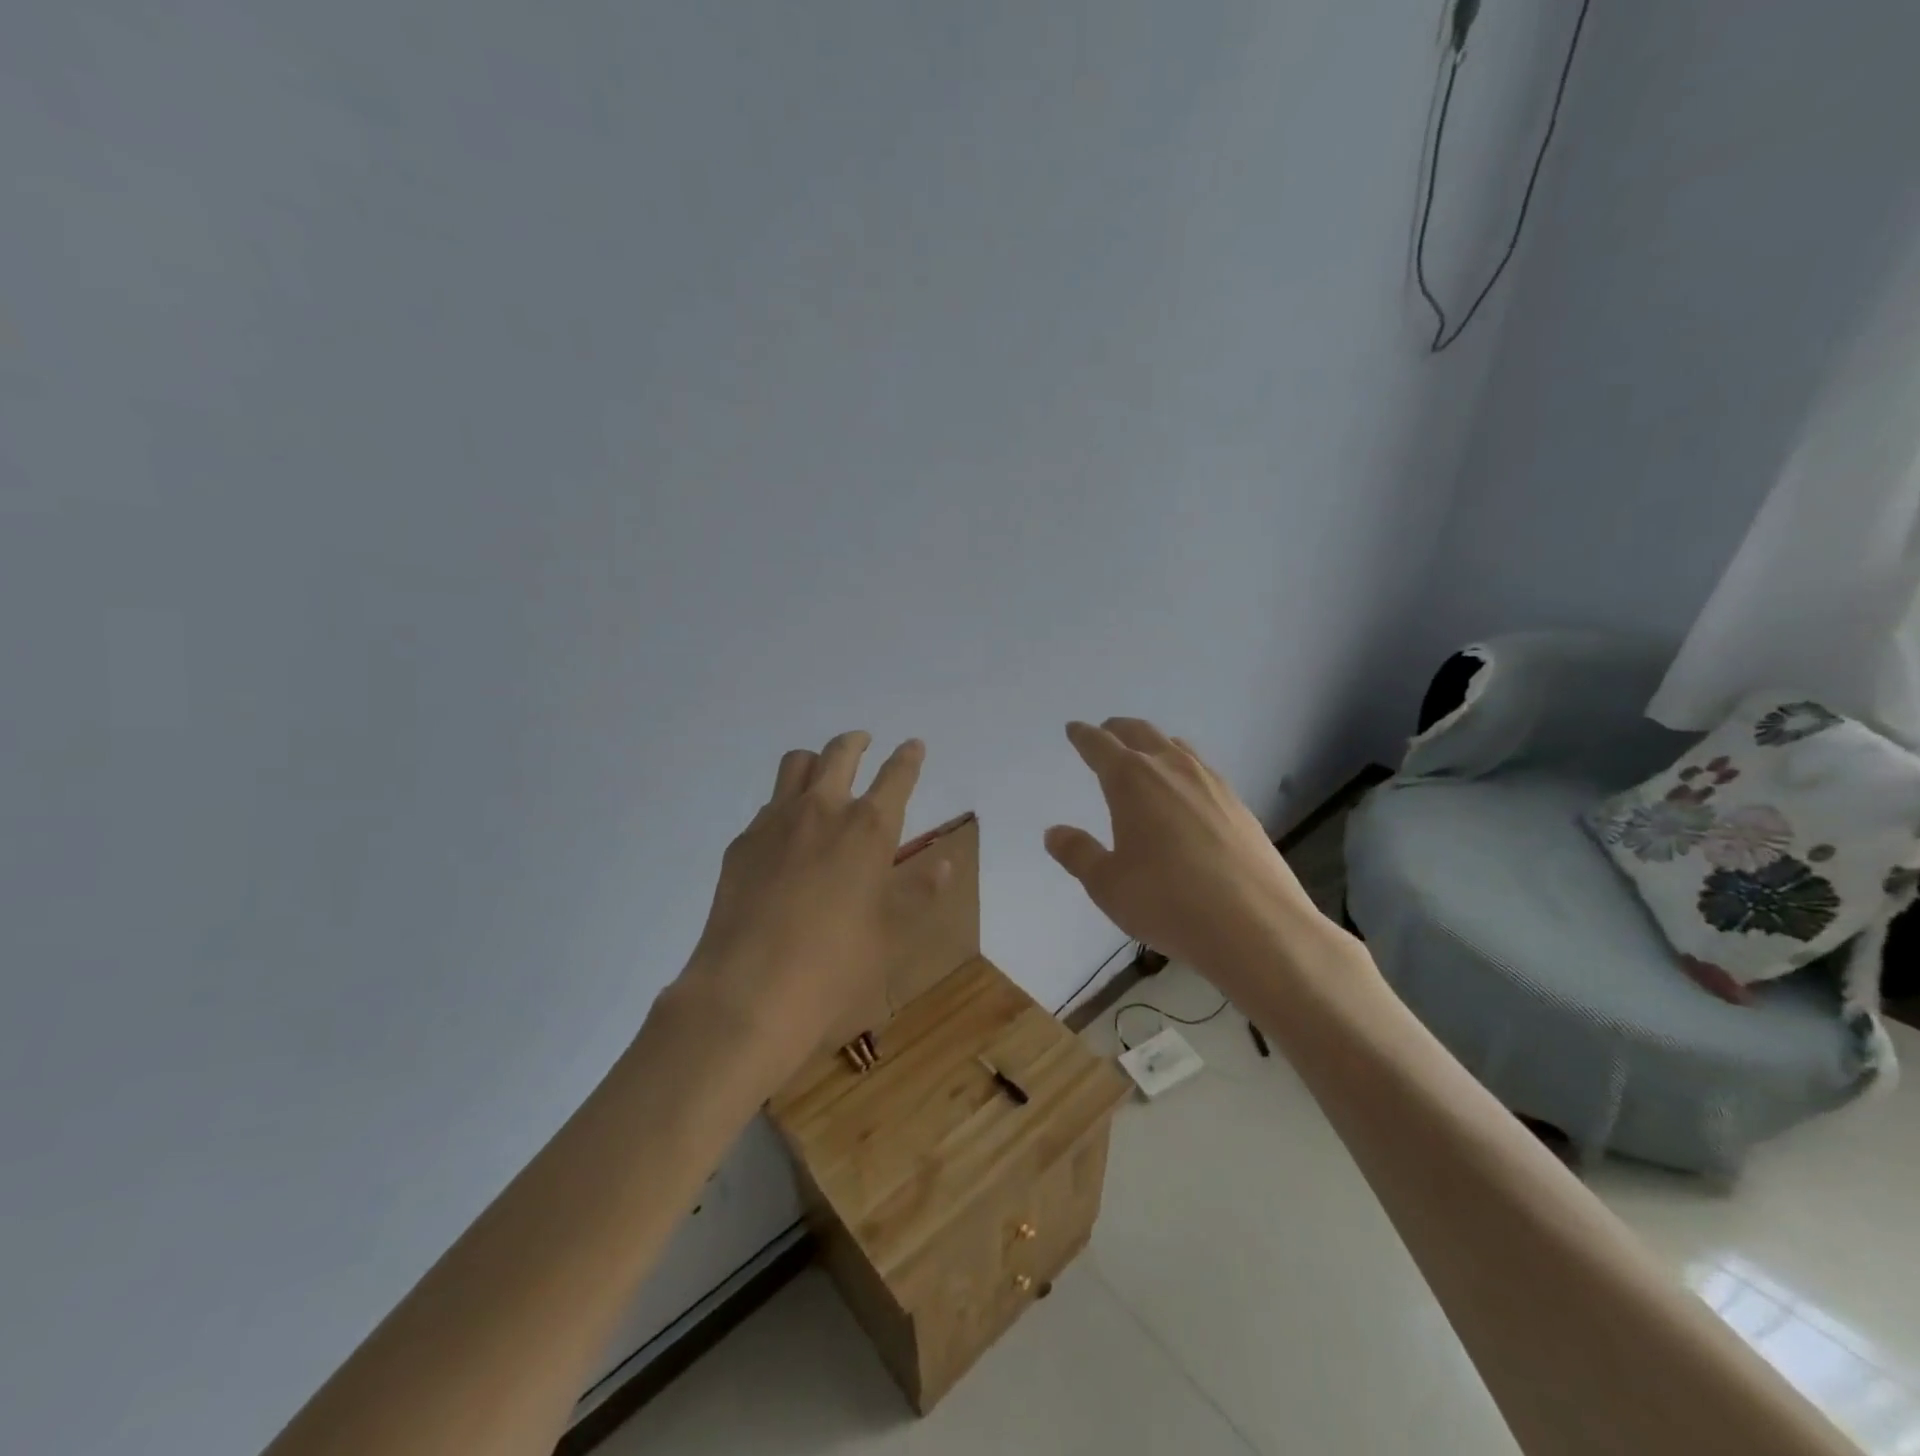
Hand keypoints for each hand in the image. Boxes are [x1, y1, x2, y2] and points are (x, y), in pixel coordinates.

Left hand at [663, 730, 943, 1094]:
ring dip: (816, 760)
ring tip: (823, 775)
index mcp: (868, 829)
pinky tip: (788, 834)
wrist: (748, 991)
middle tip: (865, 743)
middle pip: (840, 753)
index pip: (896, 776)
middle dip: (857, 742)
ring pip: (796, 764)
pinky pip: (769, 804)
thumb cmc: (835, 965)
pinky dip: (786, 803)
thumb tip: (947, 862)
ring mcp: (776, 822)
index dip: (908, 757)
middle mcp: (822, 810)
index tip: (914, 745)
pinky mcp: (743, 842)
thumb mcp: (891, 932)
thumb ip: (919, 890)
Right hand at [1044, 718, 1336, 993]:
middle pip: (1140, 733)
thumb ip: (1078, 853)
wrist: (1256, 926)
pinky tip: (1185, 791)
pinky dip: (1182, 766)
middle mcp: (1171, 769)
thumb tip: (1054, 832)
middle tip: (1105, 732)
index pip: (1100, 745)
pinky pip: (1202, 770)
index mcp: (1131, 780)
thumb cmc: (1167, 902)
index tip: (1074, 729)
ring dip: (1153, 743)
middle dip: (1118, 730)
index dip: (1083, 736)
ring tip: (1144, 755)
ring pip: (1176, 747)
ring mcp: (1211, 783)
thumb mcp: (1107, 884)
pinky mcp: (1238, 805)